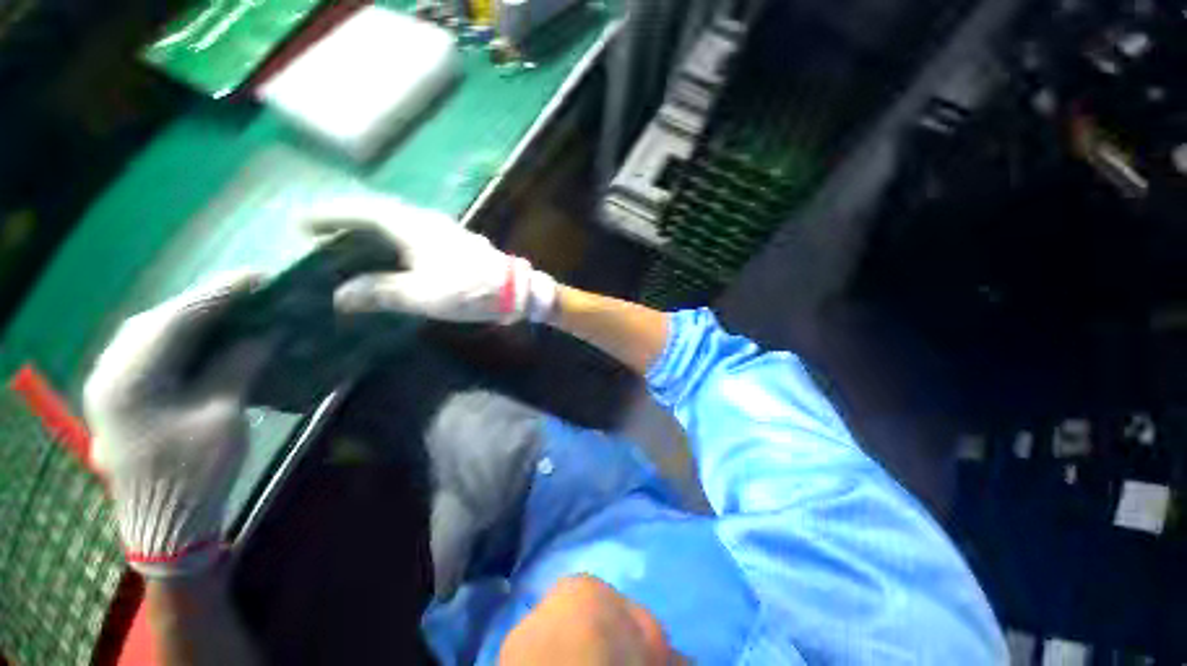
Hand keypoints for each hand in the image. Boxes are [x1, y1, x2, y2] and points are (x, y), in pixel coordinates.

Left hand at [84, 274, 272, 577]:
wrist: (164, 525)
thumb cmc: (194, 473)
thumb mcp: (222, 417)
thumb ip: (237, 367)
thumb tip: (264, 333)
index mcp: (132, 379)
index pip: (177, 317)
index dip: (220, 293)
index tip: (259, 277)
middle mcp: (111, 372)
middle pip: (159, 319)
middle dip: (205, 301)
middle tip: (249, 292)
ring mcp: (110, 383)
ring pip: (149, 331)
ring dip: (190, 316)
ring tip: (230, 308)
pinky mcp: (119, 395)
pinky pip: (147, 350)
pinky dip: (178, 335)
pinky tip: (202, 335)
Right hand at [304, 195, 557, 323]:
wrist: (516, 291)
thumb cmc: (469, 290)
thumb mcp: (421, 295)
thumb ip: (380, 292)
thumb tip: (341, 296)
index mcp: (413, 226)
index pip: (361, 211)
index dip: (330, 215)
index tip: (301, 223)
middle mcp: (427, 221)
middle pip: (379, 212)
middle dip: (348, 220)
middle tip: (322, 233)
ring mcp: (445, 230)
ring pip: (400, 222)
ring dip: (373, 230)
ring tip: (351, 243)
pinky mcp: (457, 243)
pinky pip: (417, 234)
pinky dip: (396, 240)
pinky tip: (394, 254)